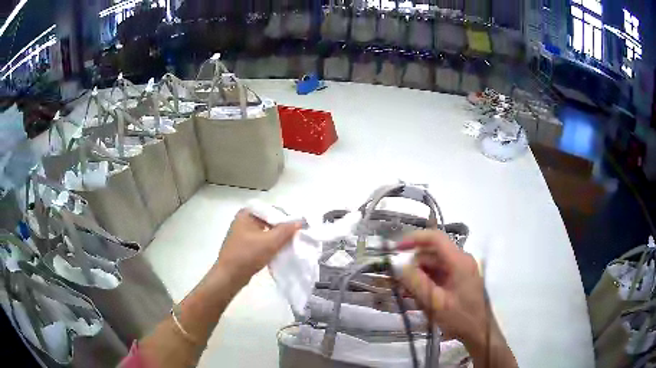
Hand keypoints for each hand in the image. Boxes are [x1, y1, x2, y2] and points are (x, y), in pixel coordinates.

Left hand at [215, 209, 301, 286]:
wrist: (230, 276)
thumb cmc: (247, 255)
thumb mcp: (270, 242)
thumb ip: (286, 230)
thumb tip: (301, 221)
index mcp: (246, 214)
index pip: (271, 209)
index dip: (285, 216)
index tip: (298, 225)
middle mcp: (244, 220)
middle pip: (269, 220)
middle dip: (282, 228)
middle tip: (297, 235)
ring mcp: (243, 234)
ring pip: (266, 231)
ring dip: (277, 237)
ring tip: (291, 243)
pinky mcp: (245, 245)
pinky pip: (262, 241)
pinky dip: (271, 244)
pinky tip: (280, 250)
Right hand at [397, 230, 488, 346]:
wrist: (478, 331)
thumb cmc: (460, 317)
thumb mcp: (435, 302)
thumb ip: (416, 283)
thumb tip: (400, 266)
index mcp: (459, 261)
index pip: (435, 238)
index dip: (414, 239)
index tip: (396, 249)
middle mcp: (461, 260)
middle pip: (431, 254)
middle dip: (414, 266)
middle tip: (401, 285)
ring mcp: (460, 269)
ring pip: (432, 264)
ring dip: (419, 276)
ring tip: (410, 295)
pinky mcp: (458, 278)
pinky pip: (438, 273)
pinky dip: (426, 281)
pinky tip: (419, 296)